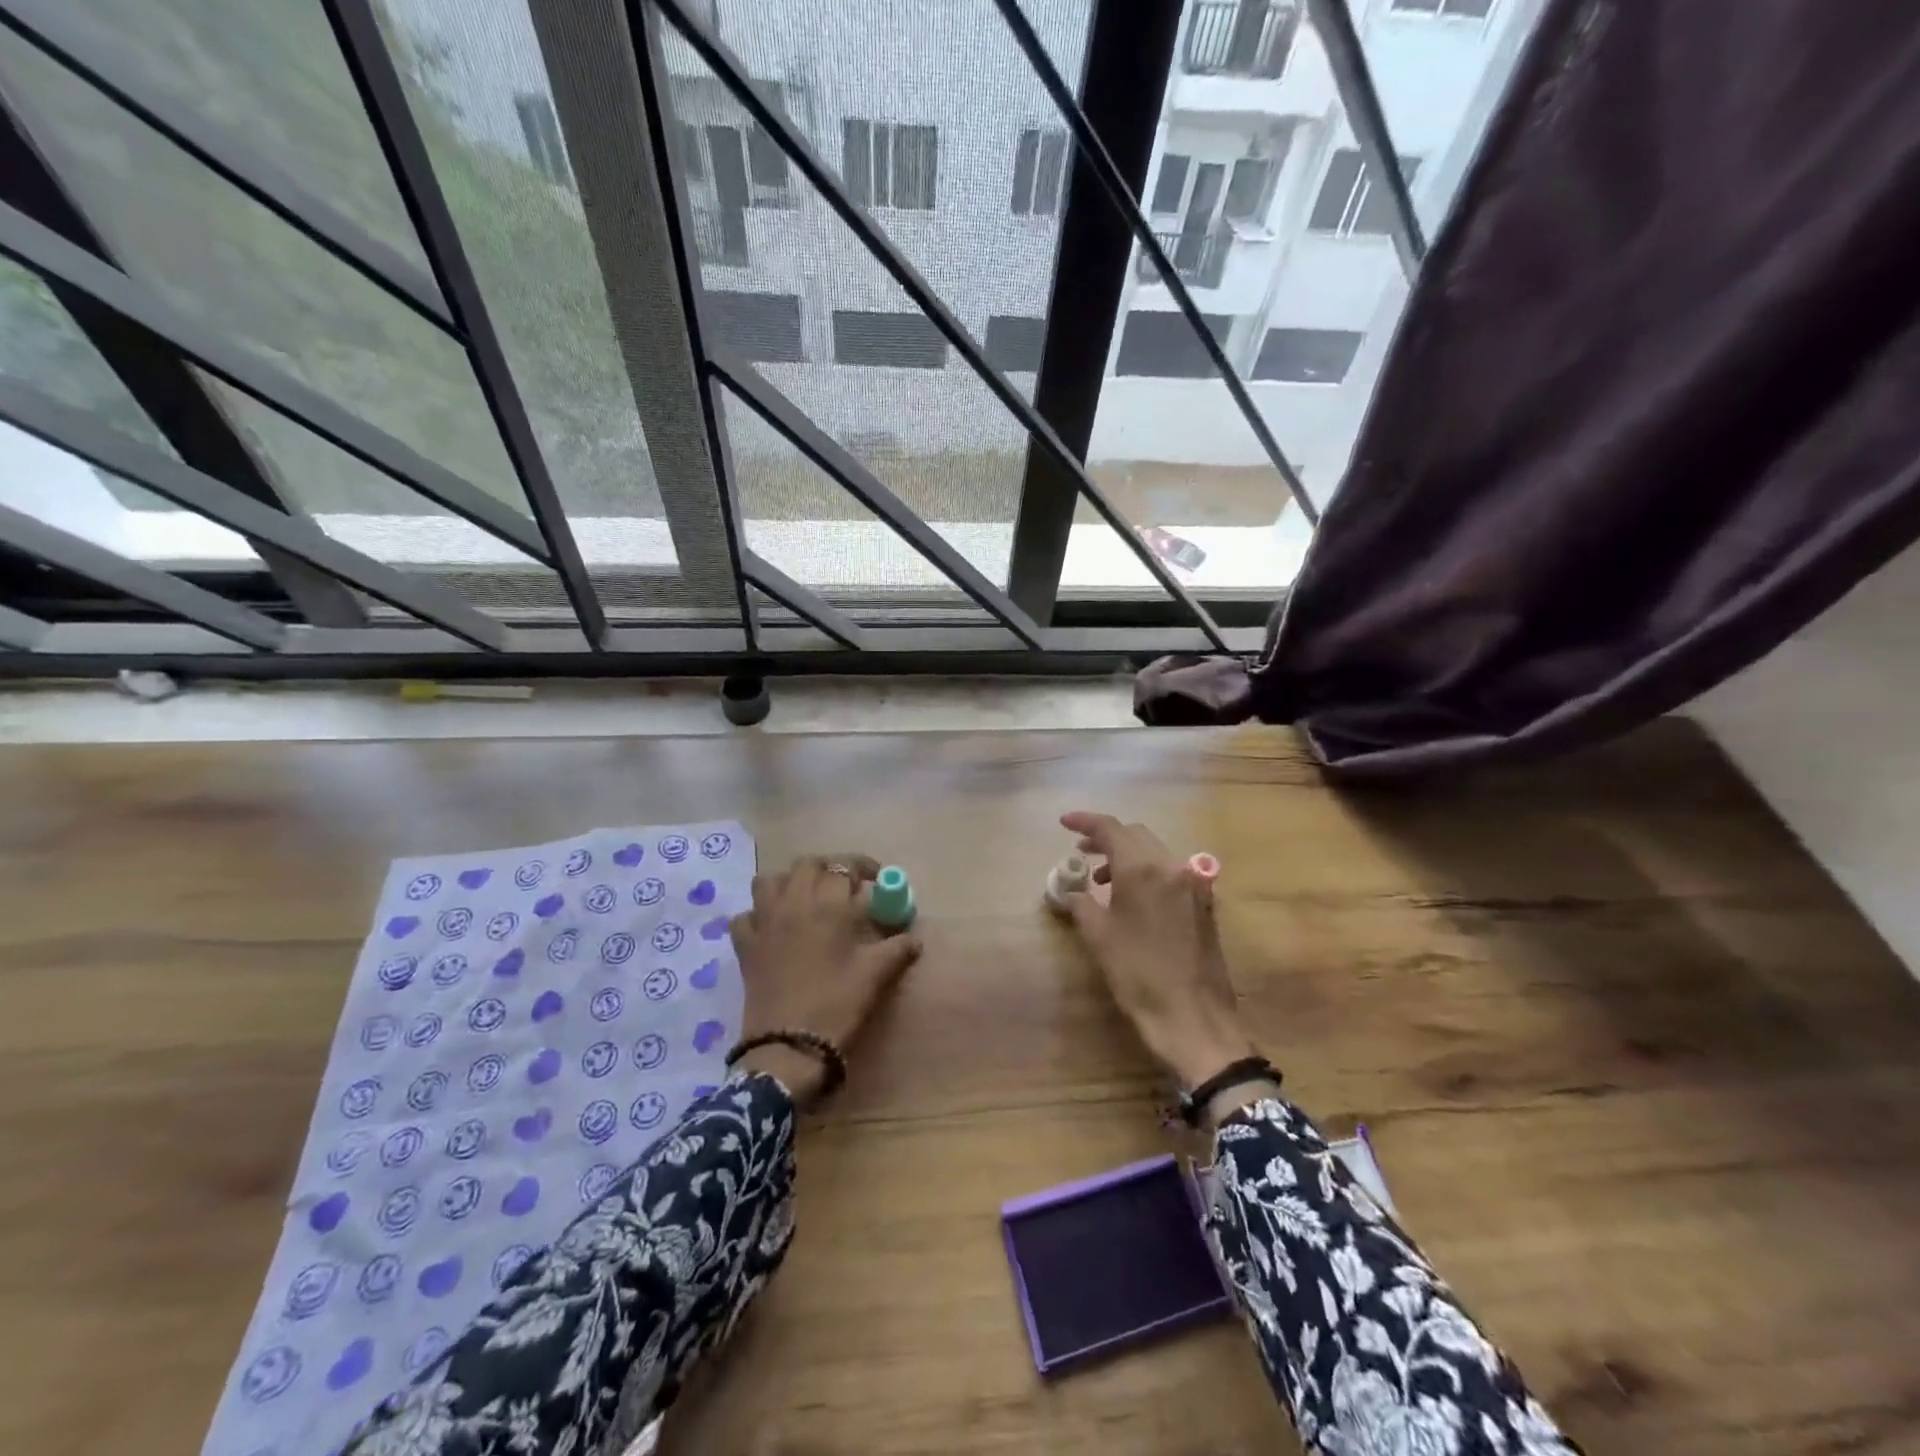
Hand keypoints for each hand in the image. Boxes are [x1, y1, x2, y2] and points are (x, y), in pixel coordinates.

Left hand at [729, 854, 920, 1105]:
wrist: (789, 1047)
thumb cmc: (837, 1005)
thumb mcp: (875, 975)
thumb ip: (897, 949)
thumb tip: (914, 938)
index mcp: (828, 906)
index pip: (844, 867)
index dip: (863, 868)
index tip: (876, 880)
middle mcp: (793, 904)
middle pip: (806, 864)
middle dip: (827, 867)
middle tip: (843, 887)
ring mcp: (763, 923)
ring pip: (768, 881)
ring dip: (788, 882)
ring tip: (805, 899)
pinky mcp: (745, 947)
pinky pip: (744, 917)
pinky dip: (757, 916)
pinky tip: (771, 929)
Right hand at [1059, 812, 1255, 1089]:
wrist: (1194, 1017)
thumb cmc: (1139, 976)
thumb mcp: (1100, 937)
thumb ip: (1082, 904)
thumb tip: (1074, 892)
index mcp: (1142, 869)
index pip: (1111, 828)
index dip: (1085, 822)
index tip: (1064, 823)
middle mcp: (1171, 866)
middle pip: (1136, 834)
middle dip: (1106, 838)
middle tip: (1081, 852)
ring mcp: (1193, 883)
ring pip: (1154, 852)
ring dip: (1126, 856)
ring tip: (1102, 879)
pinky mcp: (1204, 903)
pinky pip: (1170, 872)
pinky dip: (1146, 872)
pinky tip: (1132, 897)